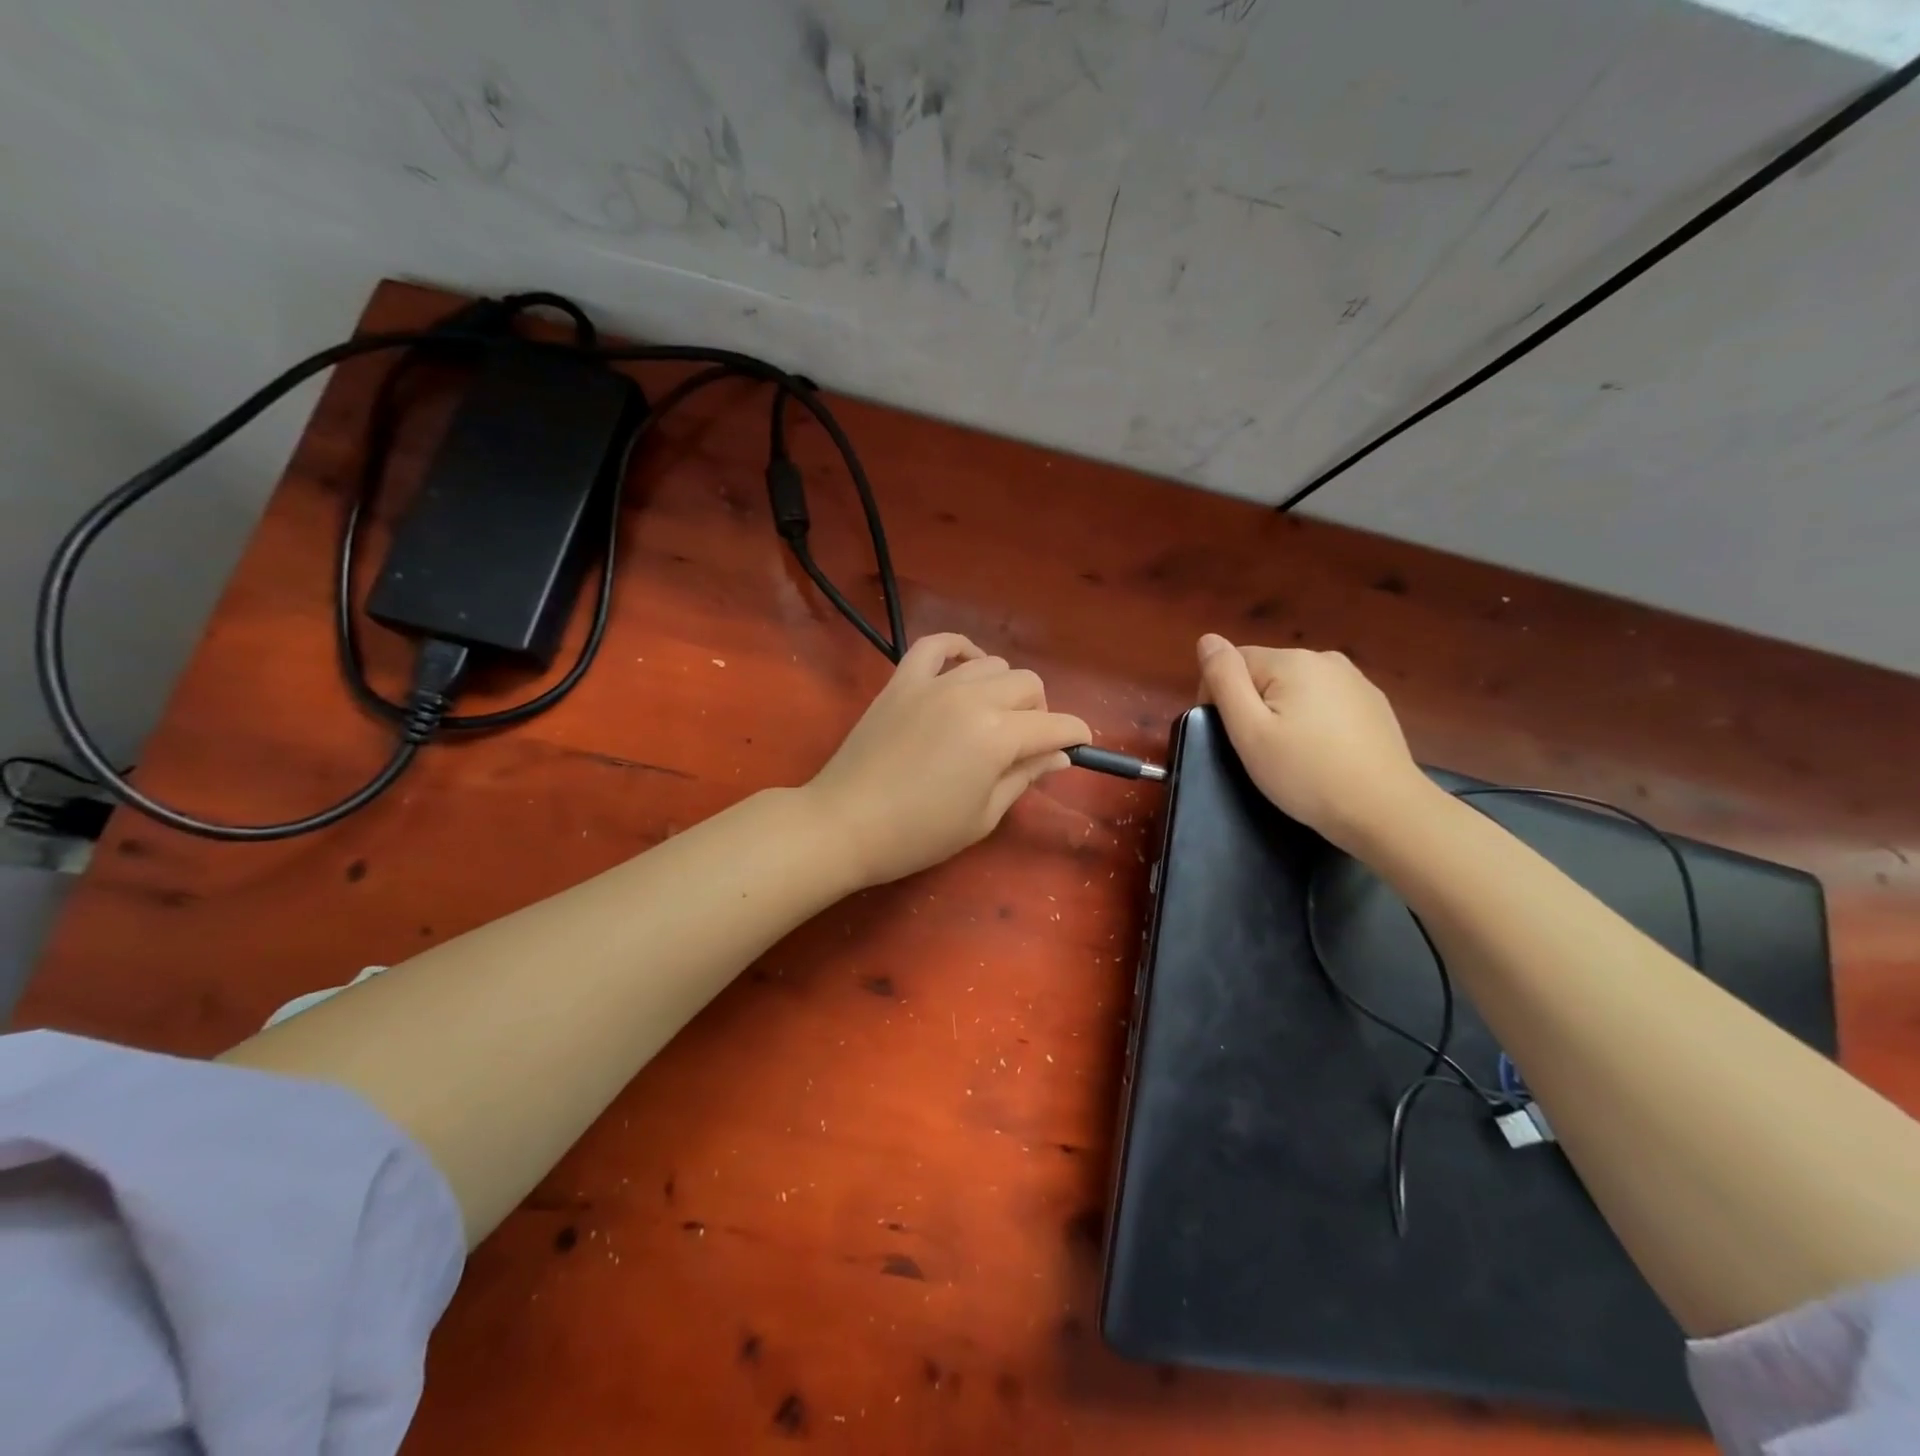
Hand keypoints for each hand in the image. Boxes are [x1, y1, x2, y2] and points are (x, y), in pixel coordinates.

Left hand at [807, 634, 1091, 886]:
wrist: (845, 824)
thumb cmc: (918, 833)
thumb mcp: (983, 816)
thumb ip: (1025, 777)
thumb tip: (1059, 755)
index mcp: (997, 736)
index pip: (1055, 724)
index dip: (1075, 734)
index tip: (1080, 745)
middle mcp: (972, 698)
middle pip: (1028, 685)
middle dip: (1040, 711)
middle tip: (1026, 743)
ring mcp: (934, 684)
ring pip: (990, 664)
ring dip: (1003, 688)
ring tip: (991, 717)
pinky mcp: (902, 681)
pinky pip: (936, 644)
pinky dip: (958, 648)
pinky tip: (965, 666)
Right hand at [1196, 634, 1431, 851]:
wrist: (1385, 811)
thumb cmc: (1306, 773)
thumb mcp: (1249, 730)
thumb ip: (1224, 679)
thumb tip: (1208, 639)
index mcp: (1292, 661)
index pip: (1234, 662)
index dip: (1220, 697)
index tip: (1230, 736)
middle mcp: (1325, 659)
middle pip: (1265, 672)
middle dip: (1254, 705)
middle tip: (1260, 751)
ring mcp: (1355, 680)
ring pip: (1296, 688)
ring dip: (1283, 712)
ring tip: (1291, 755)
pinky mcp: (1373, 704)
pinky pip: (1325, 702)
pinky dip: (1314, 721)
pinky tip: (1322, 754)